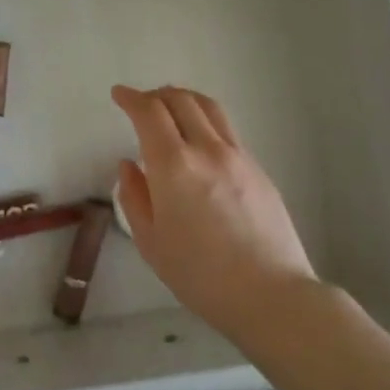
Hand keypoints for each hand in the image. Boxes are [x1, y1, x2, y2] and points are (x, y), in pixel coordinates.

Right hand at [110, 84, 318, 334]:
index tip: (119, 95)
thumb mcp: (151, 242)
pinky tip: (199, 141)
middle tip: (141, 103)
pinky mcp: (258, 169)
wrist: (270, 295)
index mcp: (173, 166)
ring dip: (184, 99)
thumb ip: (134, 197)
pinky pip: (226, 130)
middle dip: (156, 95)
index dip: (130, 98)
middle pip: (180, 100)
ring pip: (209, 108)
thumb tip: (129, 165)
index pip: (149, 112)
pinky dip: (205, 121)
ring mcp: (238, 156)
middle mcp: (207, 149)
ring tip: (171, 107)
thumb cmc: (200, 275)